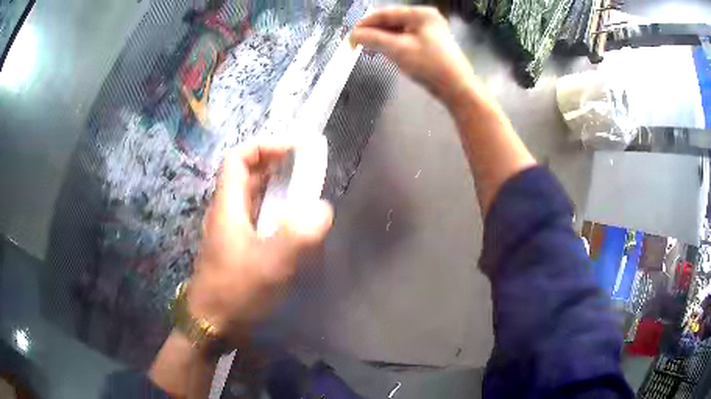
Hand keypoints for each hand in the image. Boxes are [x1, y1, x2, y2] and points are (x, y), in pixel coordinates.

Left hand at [187, 140, 333, 341]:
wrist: (212, 324)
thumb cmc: (235, 292)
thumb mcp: (269, 265)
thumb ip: (297, 235)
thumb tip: (322, 209)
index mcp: (228, 206)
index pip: (238, 159)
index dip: (265, 145)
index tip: (295, 147)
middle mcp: (227, 212)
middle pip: (247, 174)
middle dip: (276, 163)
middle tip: (307, 165)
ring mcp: (231, 230)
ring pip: (253, 197)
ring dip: (278, 187)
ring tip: (306, 189)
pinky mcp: (237, 246)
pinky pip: (257, 217)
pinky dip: (276, 210)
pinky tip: (293, 223)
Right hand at [352, 6, 476, 103]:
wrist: (457, 89)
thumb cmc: (429, 66)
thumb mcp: (397, 50)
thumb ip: (373, 39)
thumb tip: (353, 35)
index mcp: (420, 13)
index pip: (385, 14)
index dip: (364, 24)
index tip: (349, 38)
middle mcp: (425, 17)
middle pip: (391, 21)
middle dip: (373, 33)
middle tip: (357, 46)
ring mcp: (430, 29)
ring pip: (397, 30)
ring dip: (382, 39)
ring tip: (369, 51)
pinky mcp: (431, 41)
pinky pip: (406, 38)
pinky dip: (393, 44)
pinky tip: (385, 52)